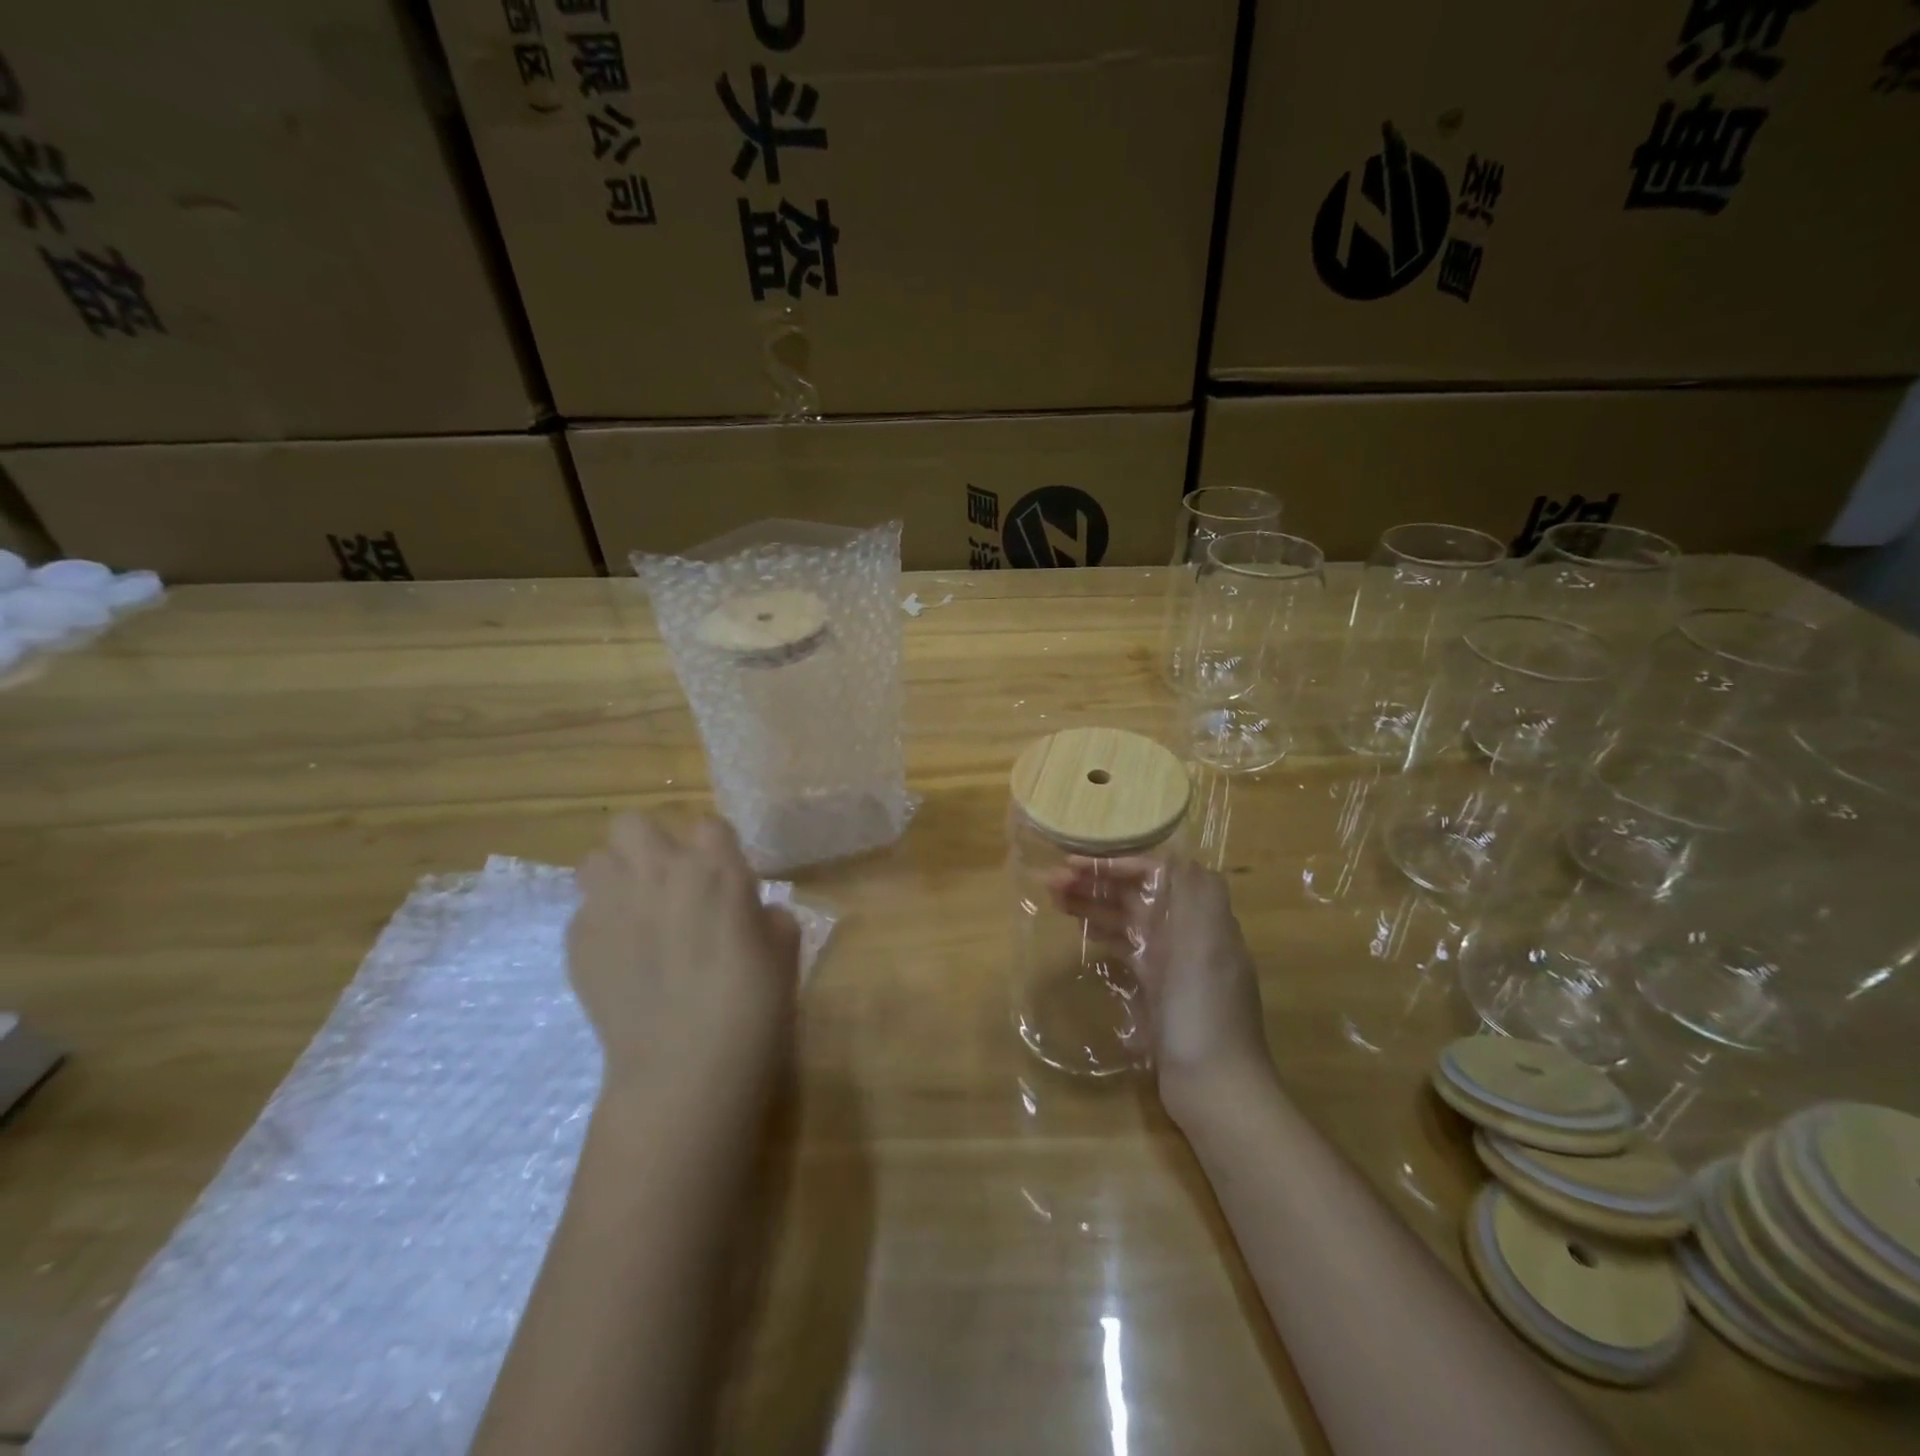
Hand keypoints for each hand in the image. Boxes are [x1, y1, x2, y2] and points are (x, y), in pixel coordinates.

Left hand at [568, 815, 799, 1106]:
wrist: (685, 1070)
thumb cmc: (751, 1006)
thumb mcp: (784, 952)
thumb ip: (768, 917)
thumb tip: (753, 913)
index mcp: (715, 869)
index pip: (707, 825)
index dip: (714, 849)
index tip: (722, 876)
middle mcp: (657, 873)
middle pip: (633, 824)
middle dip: (649, 844)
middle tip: (669, 882)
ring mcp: (610, 905)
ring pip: (596, 860)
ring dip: (616, 876)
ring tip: (636, 912)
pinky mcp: (578, 943)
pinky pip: (583, 913)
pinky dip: (601, 925)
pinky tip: (622, 959)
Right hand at [1049, 859, 1275, 1123]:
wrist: (1216, 1087)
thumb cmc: (1203, 1010)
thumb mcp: (1205, 944)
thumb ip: (1193, 893)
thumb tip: (1172, 852)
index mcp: (1201, 916)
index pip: (1156, 871)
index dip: (1116, 863)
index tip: (1075, 864)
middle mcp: (1188, 932)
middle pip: (1139, 894)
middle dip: (1098, 882)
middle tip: (1051, 881)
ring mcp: (1174, 962)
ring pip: (1129, 920)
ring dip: (1095, 906)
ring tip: (1054, 901)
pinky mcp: (1160, 990)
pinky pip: (1128, 949)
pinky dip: (1105, 936)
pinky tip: (1080, 933)